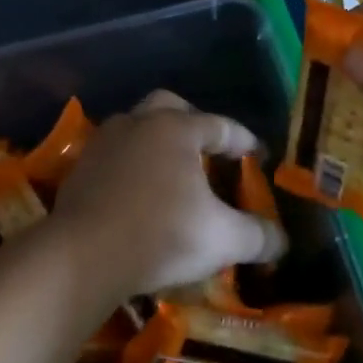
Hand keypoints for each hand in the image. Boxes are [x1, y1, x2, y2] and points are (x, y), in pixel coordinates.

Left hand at [49, 91, 286, 300]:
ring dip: (156, 144)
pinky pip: (114, 155)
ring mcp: (104, 142)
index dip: (243, 139)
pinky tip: (138, 192)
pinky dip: (131, 166)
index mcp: (176, 128)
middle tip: (208, 149)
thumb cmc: (162, 235)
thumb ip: (257, 236)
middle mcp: (138, 123)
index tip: (257, 155)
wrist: (84, 254)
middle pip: (170, 107)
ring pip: (136, 128)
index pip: (219, 125)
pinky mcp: (80, 167)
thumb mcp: (222, 239)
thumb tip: (282, 241)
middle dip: (192, 123)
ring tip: (172, 172)